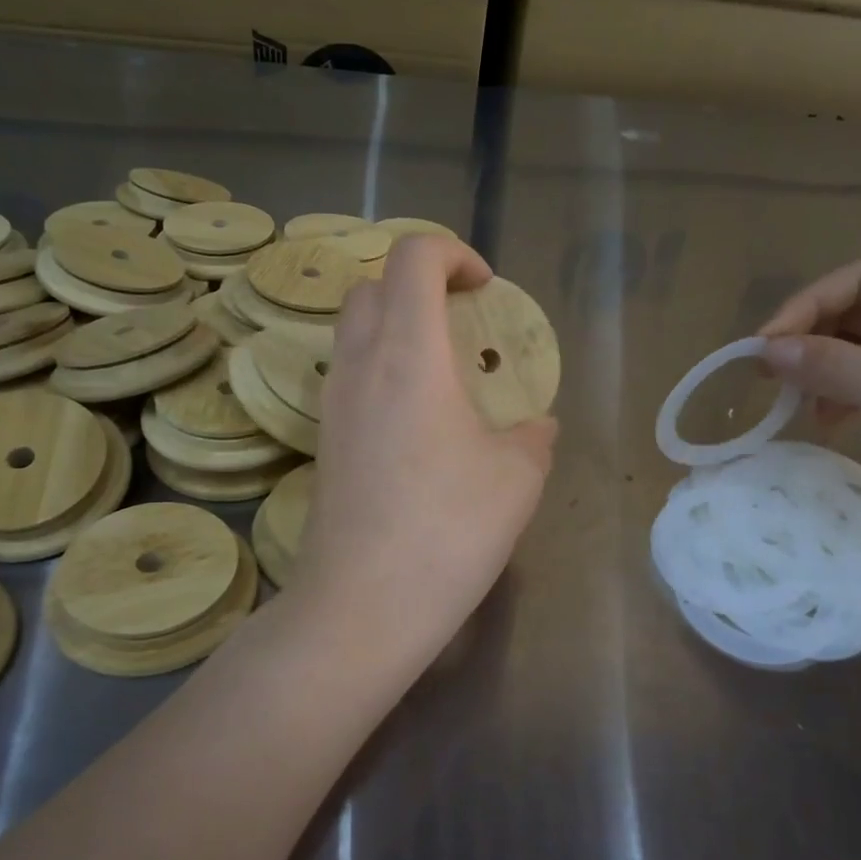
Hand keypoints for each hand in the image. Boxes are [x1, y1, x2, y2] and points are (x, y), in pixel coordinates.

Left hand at [289, 236, 557, 665]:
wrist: (362, 605)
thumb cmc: (447, 530)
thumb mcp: (517, 479)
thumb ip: (533, 437)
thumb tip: (536, 427)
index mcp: (408, 353)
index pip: (413, 258)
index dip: (453, 254)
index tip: (486, 290)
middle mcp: (359, 364)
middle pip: (372, 285)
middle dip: (419, 285)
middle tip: (462, 322)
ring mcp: (332, 404)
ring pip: (353, 330)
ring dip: (396, 327)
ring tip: (443, 373)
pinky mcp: (324, 441)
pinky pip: (349, 375)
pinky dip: (382, 369)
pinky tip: (418, 422)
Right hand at [758, 260, 860, 535]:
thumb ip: (836, 367)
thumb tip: (764, 350)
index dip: (807, 305)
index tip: (764, 345)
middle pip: (857, 313)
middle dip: (811, 338)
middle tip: (766, 374)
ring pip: (858, 351)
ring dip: (822, 370)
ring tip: (794, 402)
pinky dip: (841, 397)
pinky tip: (828, 422)